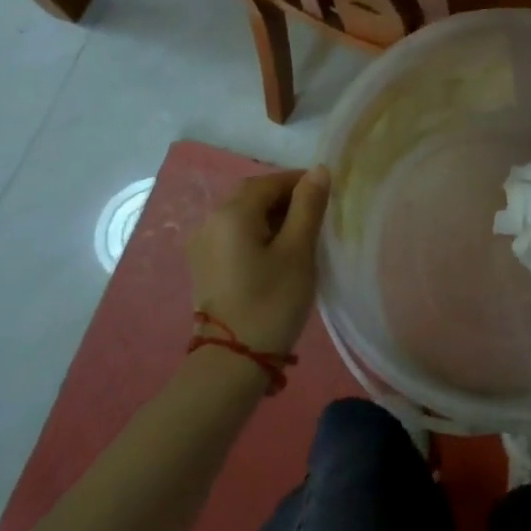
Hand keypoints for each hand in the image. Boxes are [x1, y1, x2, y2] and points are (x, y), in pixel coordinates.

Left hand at [186, 168, 329, 357]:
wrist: (234, 361)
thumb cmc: (272, 301)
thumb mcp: (298, 251)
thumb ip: (308, 206)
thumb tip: (319, 170)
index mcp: (232, 213)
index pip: (270, 182)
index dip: (300, 182)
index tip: (328, 194)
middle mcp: (210, 221)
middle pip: (253, 196)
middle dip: (286, 199)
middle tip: (318, 216)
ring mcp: (203, 245)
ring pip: (243, 216)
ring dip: (272, 217)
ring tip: (302, 237)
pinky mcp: (205, 266)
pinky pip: (235, 236)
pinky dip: (258, 234)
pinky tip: (277, 254)